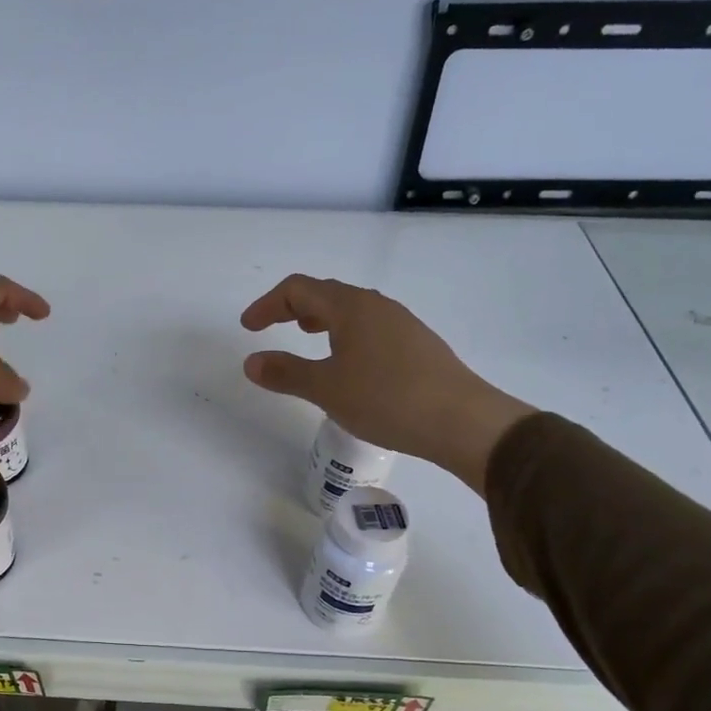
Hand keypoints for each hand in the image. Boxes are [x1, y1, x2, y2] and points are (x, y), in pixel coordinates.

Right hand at [239, 274, 534, 491]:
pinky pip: (371, 327)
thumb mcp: (326, 389)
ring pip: (351, 310)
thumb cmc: (386, 399)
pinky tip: (349, 364)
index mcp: (350, 307)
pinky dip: (346, 335)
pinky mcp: (417, 344)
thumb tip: (252, 361)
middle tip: (273, 327)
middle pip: (326, 293)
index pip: (298, 289)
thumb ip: (286, 372)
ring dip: (322, 319)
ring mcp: (401, 323)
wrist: (461, 420)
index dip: (268, 304)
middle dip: (293, 307)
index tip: (248, 327)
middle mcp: (377, 305)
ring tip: (309, 338)